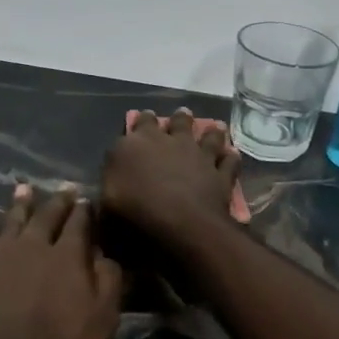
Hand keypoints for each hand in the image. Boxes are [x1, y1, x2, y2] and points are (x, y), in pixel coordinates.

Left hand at [0, 185, 122, 338]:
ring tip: (24, 188)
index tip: (86, 198)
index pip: (79, 224)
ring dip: (20, 204)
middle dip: (57, 201)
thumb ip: (108, 282)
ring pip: (11, 220)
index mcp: (67, 257)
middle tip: (63, 188)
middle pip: (46, 216)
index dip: (84, 211)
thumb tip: (106, 253)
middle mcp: (32, 245)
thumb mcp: (100, 322)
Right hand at [100, 109, 241, 246]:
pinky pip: (229, 161)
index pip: (138, 124)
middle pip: (176, 122)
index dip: (141, 121)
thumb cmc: (134, 211)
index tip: (143, 118)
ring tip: (214, 126)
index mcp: (137, 144)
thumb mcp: (106, 201)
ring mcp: (198, 155)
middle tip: (181, 115)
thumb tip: (113, 176)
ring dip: (211, 131)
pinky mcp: (220, 173)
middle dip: (177, 119)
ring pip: (208, 135)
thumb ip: (110, 183)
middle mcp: (169, 141)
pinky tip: (232, 155)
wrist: (181, 224)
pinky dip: (230, 157)